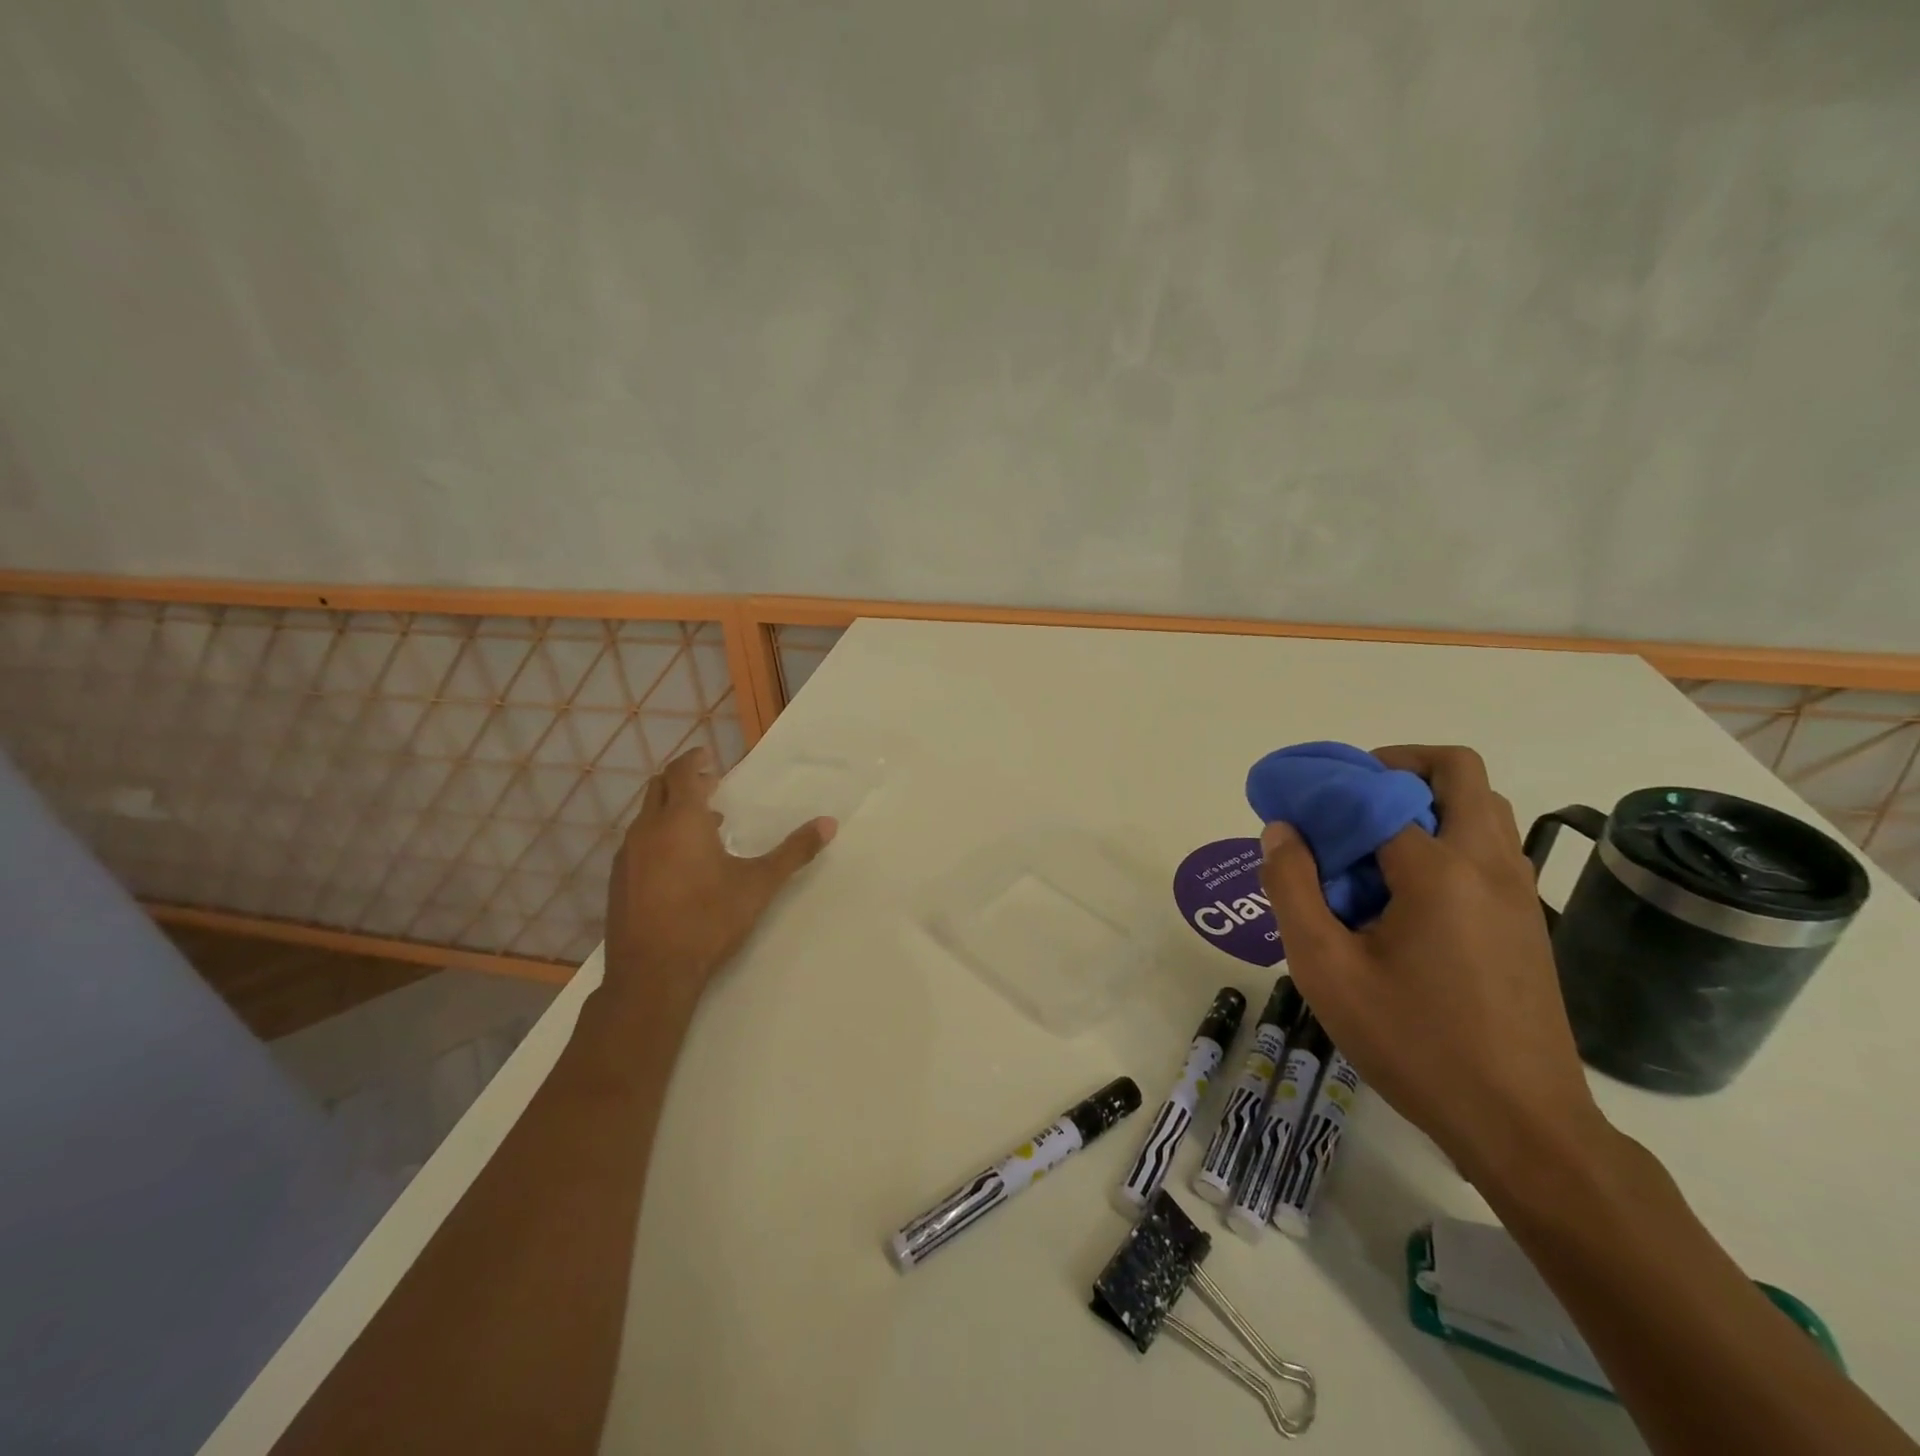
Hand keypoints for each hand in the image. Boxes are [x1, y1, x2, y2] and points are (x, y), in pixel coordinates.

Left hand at [602, 747, 835, 1016]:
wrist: (652, 973)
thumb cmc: (709, 920)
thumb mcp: (759, 884)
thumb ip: (794, 851)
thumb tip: (829, 824)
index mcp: (682, 820)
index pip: (682, 772)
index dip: (695, 760)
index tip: (708, 757)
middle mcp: (648, 829)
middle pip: (659, 788)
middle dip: (682, 781)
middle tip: (709, 786)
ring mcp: (627, 856)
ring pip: (646, 817)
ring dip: (671, 811)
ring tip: (703, 827)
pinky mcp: (617, 881)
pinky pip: (638, 843)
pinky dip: (658, 837)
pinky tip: (679, 865)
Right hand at [1257, 744, 1607, 1188]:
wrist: (1523, 1126)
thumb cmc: (1414, 1043)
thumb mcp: (1325, 969)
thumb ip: (1292, 889)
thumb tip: (1281, 830)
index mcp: (1439, 870)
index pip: (1378, 793)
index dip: (1330, 787)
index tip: (1296, 803)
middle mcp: (1489, 865)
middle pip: (1458, 771)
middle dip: (1397, 766)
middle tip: (1348, 798)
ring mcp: (1518, 892)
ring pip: (1480, 808)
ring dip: (1425, 802)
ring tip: (1370, 845)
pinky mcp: (1528, 921)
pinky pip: (1487, 849)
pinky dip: (1445, 839)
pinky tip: (1404, 895)